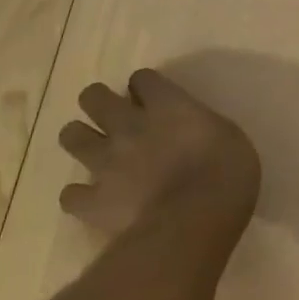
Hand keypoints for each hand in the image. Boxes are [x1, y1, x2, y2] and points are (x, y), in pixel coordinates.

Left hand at [58, 69, 261, 240]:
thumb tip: (193, 132)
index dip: (145, 87)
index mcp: (167, 104)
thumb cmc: (227, 173)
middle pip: (94, 97)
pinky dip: (79, 196)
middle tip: (116, 118)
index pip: (142, 78)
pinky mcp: (93, 201)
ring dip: (82, 140)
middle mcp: (130, 125)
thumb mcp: (228, 136)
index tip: (153, 98)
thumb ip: (201, 127)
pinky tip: (93, 201)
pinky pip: (70, 194)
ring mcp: (106, 162)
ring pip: (71, 136)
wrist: (195, 221)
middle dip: (99, 103)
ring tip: (97, 153)